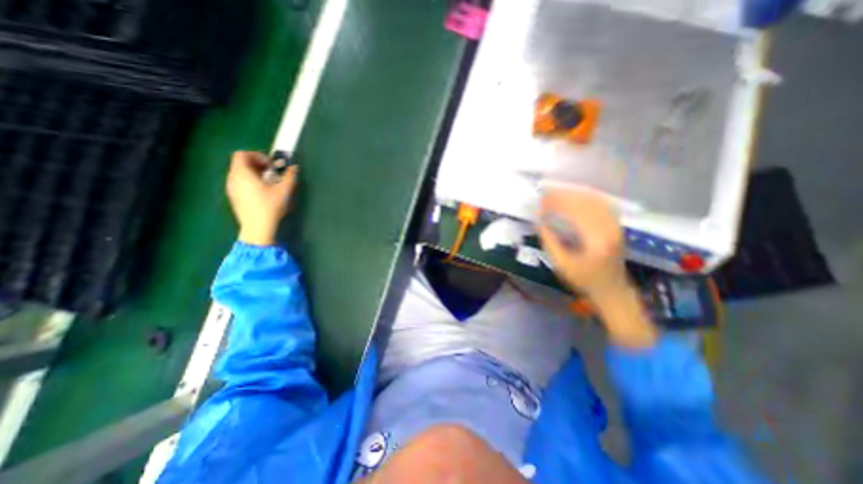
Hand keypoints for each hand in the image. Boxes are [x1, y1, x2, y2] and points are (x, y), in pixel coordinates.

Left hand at [225, 150, 301, 245]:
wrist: (258, 228)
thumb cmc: (270, 206)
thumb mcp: (284, 190)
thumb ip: (290, 176)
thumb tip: (293, 167)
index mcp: (242, 173)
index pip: (242, 154)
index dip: (258, 156)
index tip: (272, 165)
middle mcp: (233, 178)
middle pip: (240, 163)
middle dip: (257, 164)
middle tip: (272, 173)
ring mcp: (231, 189)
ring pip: (240, 174)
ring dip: (254, 173)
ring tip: (269, 183)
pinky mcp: (234, 198)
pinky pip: (240, 183)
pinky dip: (250, 182)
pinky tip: (262, 193)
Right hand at [538, 189, 628, 298]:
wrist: (611, 289)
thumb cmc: (583, 279)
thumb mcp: (561, 264)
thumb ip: (549, 241)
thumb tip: (539, 221)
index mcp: (595, 239)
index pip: (575, 212)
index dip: (557, 203)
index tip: (542, 200)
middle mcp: (608, 228)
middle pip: (585, 202)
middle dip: (564, 196)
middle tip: (546, 194)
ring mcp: (615, 225)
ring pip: (594, 200)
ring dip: (574, 194)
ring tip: (557, 192)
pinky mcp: (616, 225)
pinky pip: (601, 204)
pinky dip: (586, 197)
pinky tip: (575, 195)